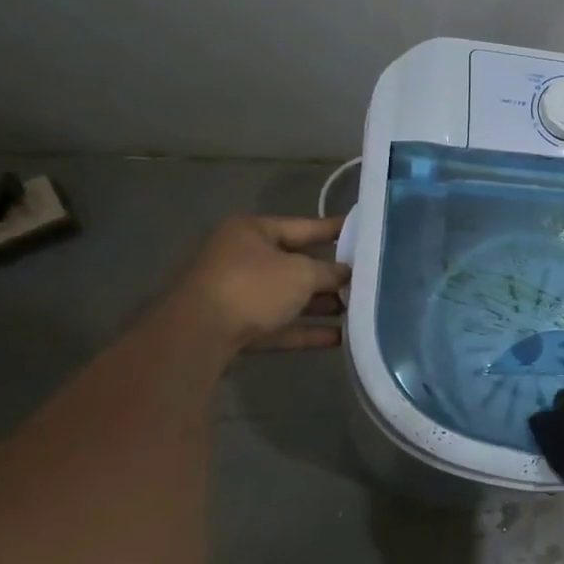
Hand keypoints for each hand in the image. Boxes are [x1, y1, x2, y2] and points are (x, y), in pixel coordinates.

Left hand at [170, 215, 348, 351]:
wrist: (197, 336)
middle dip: (330, 274)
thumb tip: (348, 274)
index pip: (304, 226)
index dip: (335, 230)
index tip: (364, 231)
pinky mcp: (236, 326)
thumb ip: (330, 272)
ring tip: (357, 310)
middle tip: (366, 278)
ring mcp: (237, 293)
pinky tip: (338, 337)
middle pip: (296, 263)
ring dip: (320, 304)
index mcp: (253, 231)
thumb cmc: (252, 287)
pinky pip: (278, 324)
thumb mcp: (301, 273)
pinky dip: (305, 329)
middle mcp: (242, 257)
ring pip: (287, 296)